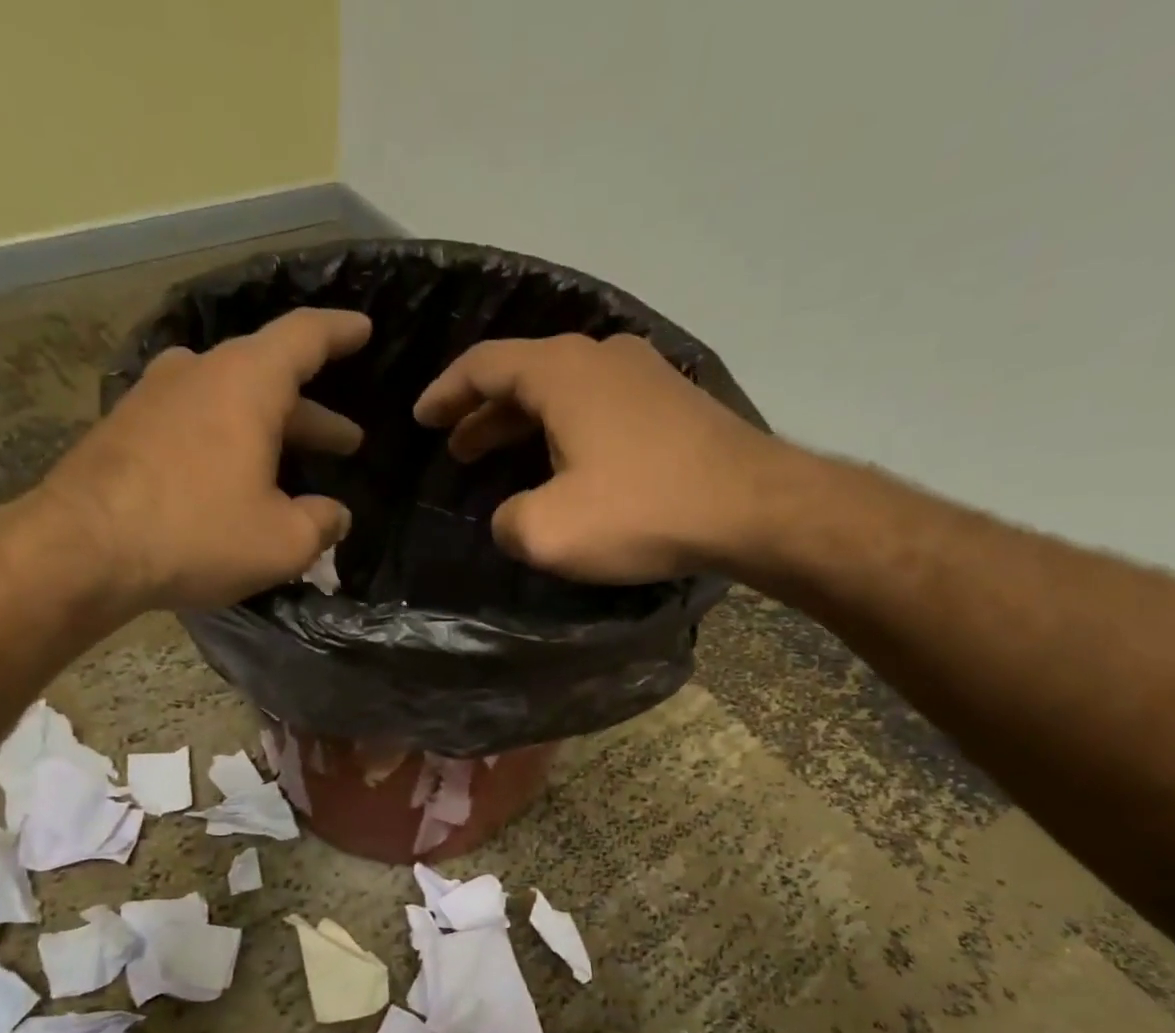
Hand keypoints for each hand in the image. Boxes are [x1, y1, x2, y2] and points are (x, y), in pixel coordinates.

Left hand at [34, 308, 370, 611]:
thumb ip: (322, 523)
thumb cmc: (198, 534)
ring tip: (291, 463)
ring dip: (268, 430)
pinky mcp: (126, 427)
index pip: (305, 337)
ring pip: (229, 402)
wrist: (82, 549)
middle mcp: (199, 373)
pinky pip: (194, 424)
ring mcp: (155, 397)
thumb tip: (334, 515)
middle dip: (313, 414)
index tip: (363, 330)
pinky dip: (226, 443)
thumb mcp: (284, 542)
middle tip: (345, 442)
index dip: (340, 332)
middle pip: (269, 378)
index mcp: (247, 382)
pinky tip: (233, 479)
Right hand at [414, 333, 809, 584]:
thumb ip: (509, 522)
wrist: (752, 508)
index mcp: (562, 373)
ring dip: (525, 424)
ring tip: (500, 457)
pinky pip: (598, 408)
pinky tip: (563, 465)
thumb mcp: (549, 532)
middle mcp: (602, 357)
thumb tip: (512, 517)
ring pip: (563, 393)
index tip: (422, 418)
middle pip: (524, 376)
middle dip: (484, 413)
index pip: (485, 366)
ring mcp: (643, 376)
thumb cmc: (641, 510)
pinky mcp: (671, 405)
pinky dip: (564, 431)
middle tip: (458, 448)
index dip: (446, 393)